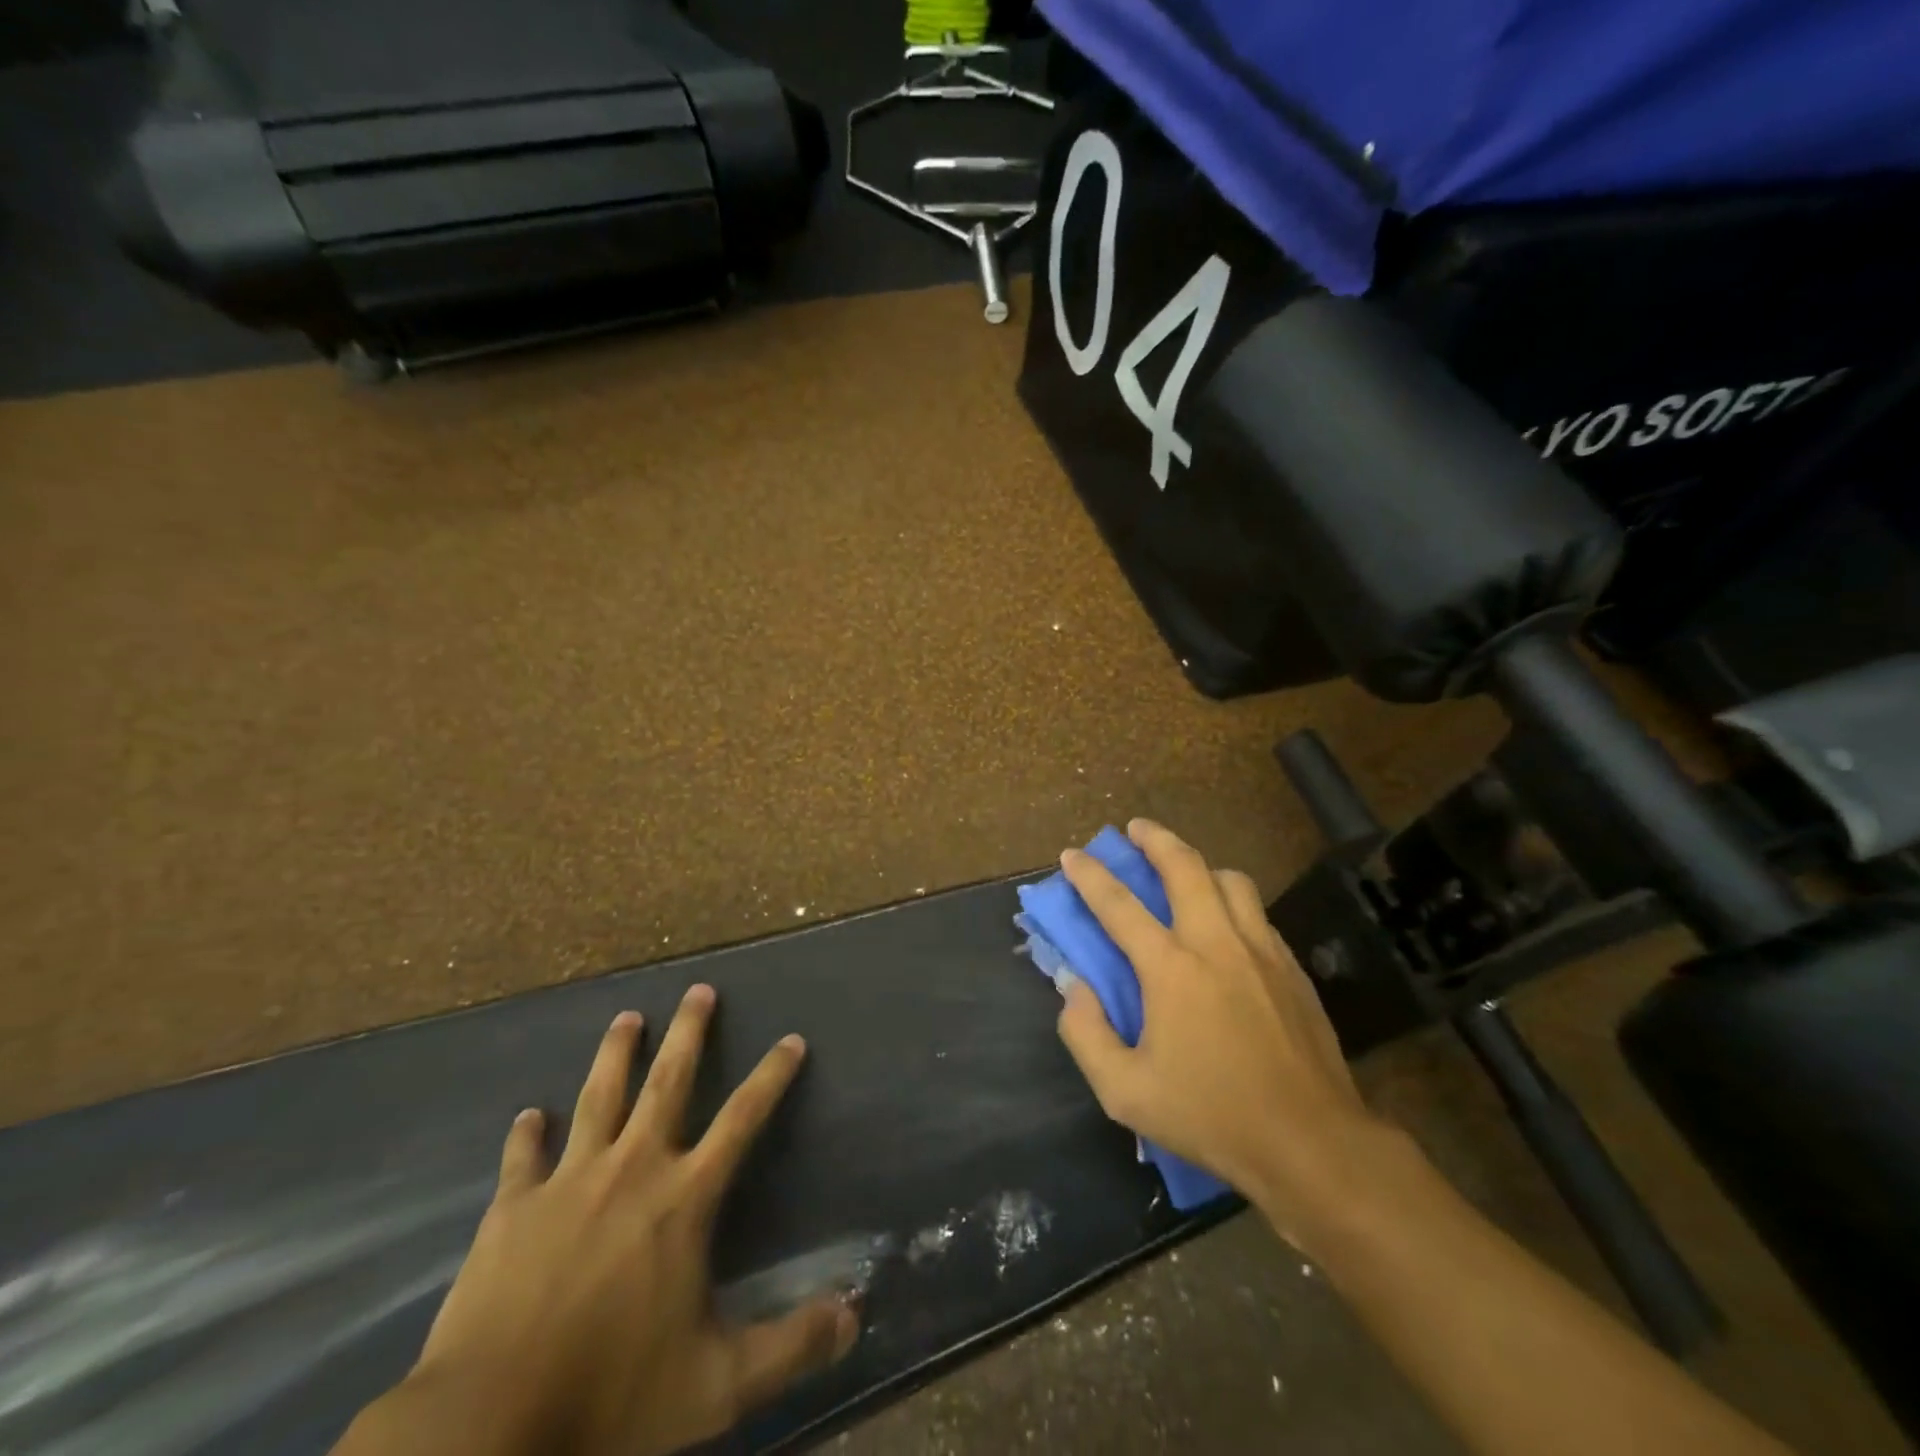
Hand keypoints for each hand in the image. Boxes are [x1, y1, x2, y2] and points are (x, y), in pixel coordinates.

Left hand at [360, 987, 857, 1455]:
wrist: (486, 1428)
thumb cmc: (611, 1398)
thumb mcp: (717, 1386)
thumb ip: (791, 1346)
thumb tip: (855, 1316)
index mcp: (683, 1198)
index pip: (743, 1118)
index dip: (772, 1076)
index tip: (791, 1039)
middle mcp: (632, 1169)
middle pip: (668, 1081)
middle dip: (689, 1031)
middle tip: (699, 989)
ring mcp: (568, 1181)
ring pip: (598, 1097)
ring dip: (615, 1053)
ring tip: (627, 1017)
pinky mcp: (511, 1208)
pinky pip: (522, 1157)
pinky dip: (526, 1134)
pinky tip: (528, 1116)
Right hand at [1055, 820, 1391, 1248]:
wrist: (1311, 1143)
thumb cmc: (1211, 1116)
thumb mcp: (1125, 1092)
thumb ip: (1085, 1033)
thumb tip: (1073, 985)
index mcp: (1171, 968)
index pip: (1119, 904)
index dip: (1090, 875)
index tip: (1072, 854)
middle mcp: (1216, 943)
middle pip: (1185, 866)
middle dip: (1155, 838)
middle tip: (1135, 829)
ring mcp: (1261, 951)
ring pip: (1230, 881)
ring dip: (1200, 867)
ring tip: (1184, 873)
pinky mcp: (1292, 969)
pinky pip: (1257, 914)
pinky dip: (1233, 902)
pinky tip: (1226, 926)